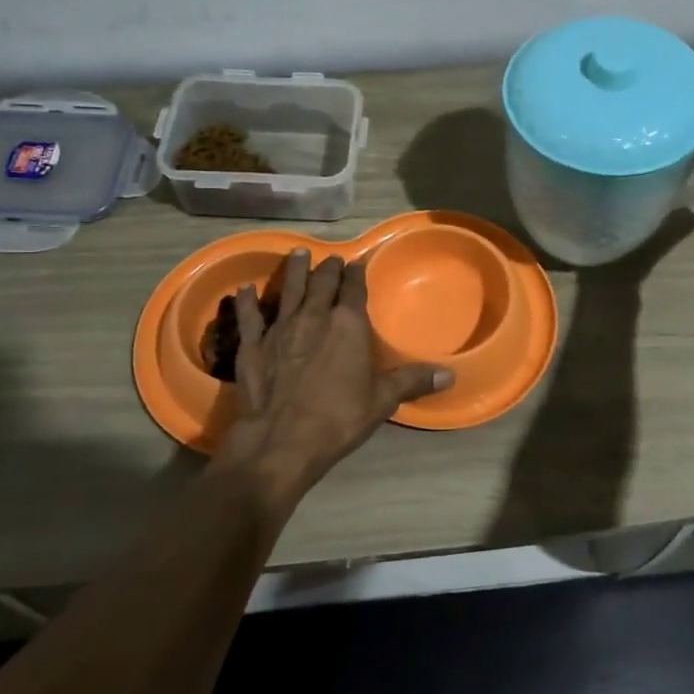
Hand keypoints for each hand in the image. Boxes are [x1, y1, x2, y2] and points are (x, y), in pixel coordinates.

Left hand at [218, 250, 451, 501]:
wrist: (282, 440)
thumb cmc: (339, 418)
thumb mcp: (382, 400)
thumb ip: (412, 381)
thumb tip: (449, 375)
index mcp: (347, 324)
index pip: (354, 288)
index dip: (357, 274)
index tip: (358, 263)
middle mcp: (314, 316)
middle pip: (322, 283)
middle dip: (328, 269)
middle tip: (331, 260)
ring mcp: (280, 328)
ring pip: (289, 289)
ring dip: (294, 271)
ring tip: (298, 254)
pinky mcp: (253, 345)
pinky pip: (249, 315)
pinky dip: (247, 301)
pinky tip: (244, 289)